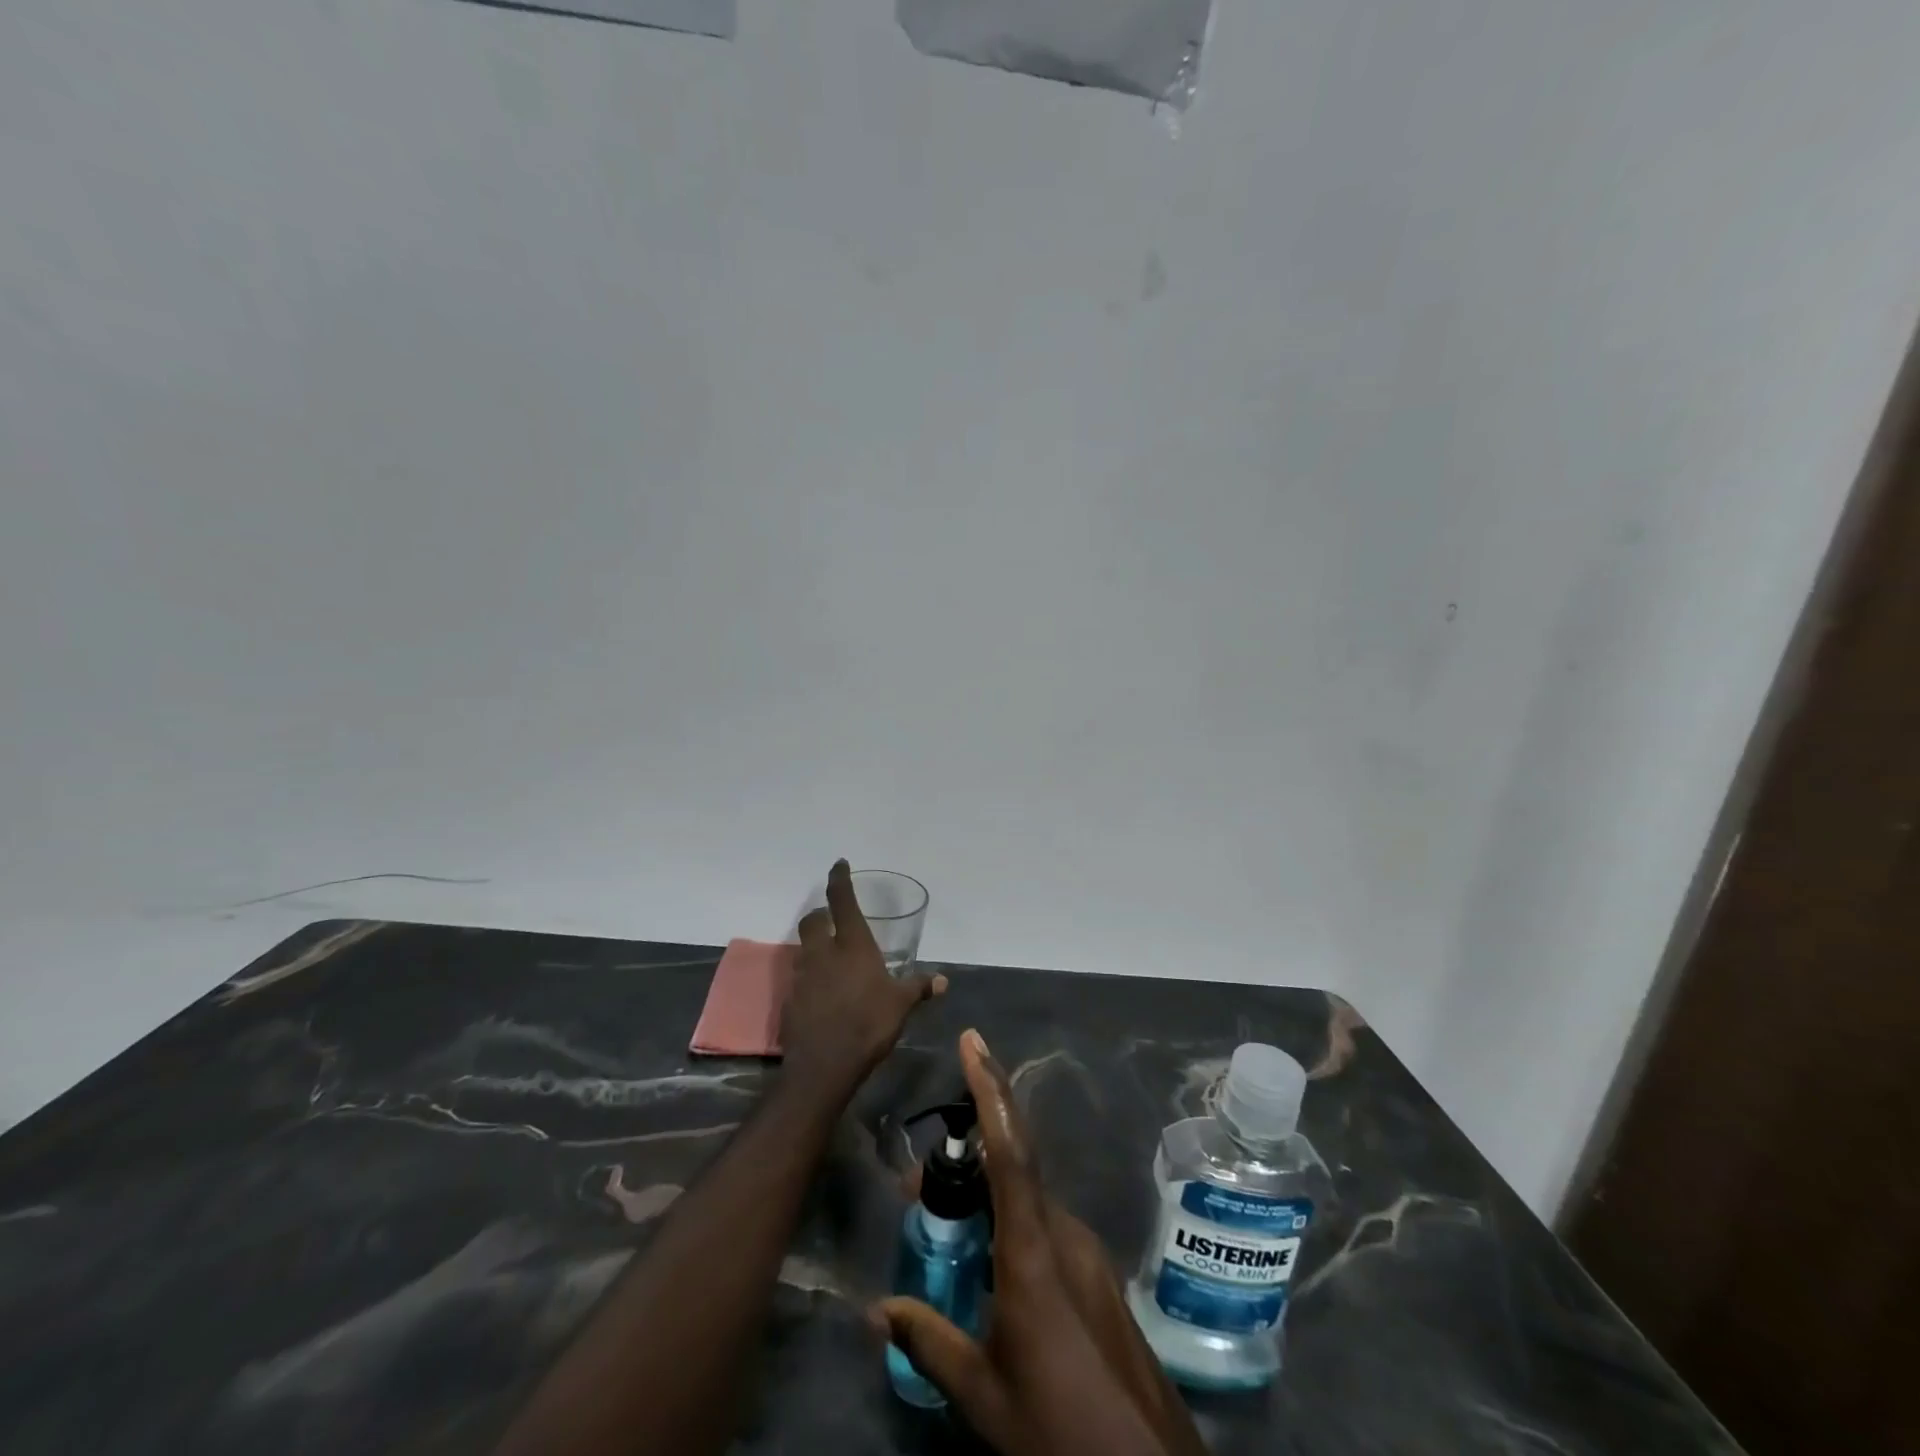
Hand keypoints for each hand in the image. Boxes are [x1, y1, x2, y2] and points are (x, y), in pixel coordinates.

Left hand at [782, 860, 944, 1097]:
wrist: (824, 1065)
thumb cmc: (868, 1024)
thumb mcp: (901, 1004)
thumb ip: (919, 988)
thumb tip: (943, 980)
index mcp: (852, 944)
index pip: (841, 900)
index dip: (839, 879)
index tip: (838, 865)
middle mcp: (823, 952)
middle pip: (813, 920)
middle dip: (821, 915)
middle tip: (833, 920)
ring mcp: (803, 976)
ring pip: (804, 948)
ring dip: (815, 947)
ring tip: (832, 959)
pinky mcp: (790, 999)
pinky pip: (800, 977)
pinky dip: (810, 976)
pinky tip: (823, 992)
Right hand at [876, 1031, 1207, 1455]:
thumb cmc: (1060, 1426)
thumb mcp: (984, 1393)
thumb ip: (930, 1341)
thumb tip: (876, 1309)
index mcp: (1032, 1250)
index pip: (1009, 1150)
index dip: (990, 1090)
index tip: (972, 1042)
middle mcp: (1063, 1233)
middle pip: (1012, 1167)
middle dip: (967, 1154)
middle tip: (918, 1181)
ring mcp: (1085, 1250)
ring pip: (1027, 1198)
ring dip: (985, 1195)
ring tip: (943, 1221)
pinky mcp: (1095, 1271)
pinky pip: (1043, 1224)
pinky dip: (1008, 1219)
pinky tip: (986, 1259)